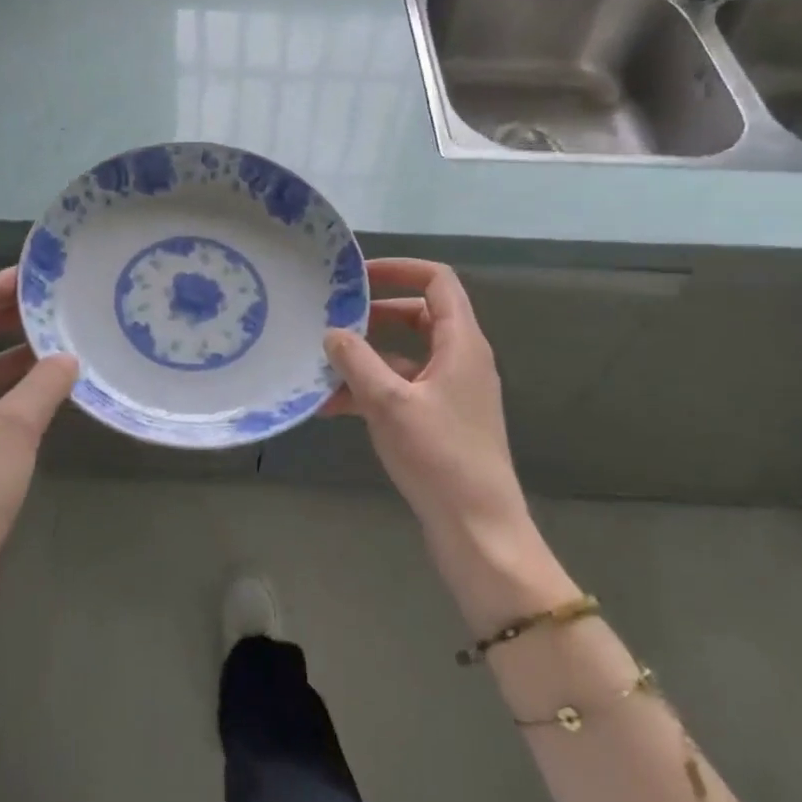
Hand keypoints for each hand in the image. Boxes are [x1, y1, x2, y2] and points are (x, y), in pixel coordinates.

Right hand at [323, 259, 576, 630]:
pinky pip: (402, 390)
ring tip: (321, 366)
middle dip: (375, 315)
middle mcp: (461, 360)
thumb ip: (357, 361)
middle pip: (419, 316)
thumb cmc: (439, 457)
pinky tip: (330, 407)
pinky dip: (371, 391)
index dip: (400, 269)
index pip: (437, 282)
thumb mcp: (388, 403)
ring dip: (366, 358)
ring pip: (405, 357)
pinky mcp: (441, 422)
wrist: (479, 532)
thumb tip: (332, 332)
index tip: (358, 277)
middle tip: (335, 319)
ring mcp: (451, 393)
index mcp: (462, 343)